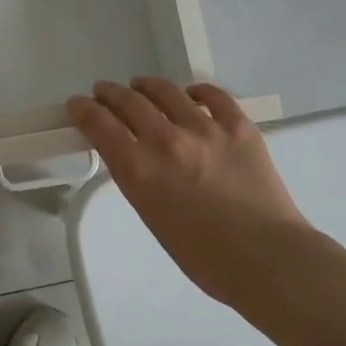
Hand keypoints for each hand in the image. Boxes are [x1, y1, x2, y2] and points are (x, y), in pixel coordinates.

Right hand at [68, 78, 313, 307]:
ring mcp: (205, 129)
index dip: (83, 110)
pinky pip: (212, 96)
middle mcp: (166, 141)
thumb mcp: (153, 217)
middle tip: (104, 92)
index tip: (78, 104)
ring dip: (146, 86)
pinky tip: (190, 94)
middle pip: (128, 102)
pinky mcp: (238, 125)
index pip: (100, 125)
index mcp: (140, 170)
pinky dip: (195, 91)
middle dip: (110, 93)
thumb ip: (139, 180)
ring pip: (165, 91)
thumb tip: (135, 156)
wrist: (267, 259)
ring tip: (141, 85)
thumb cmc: (205, 257)